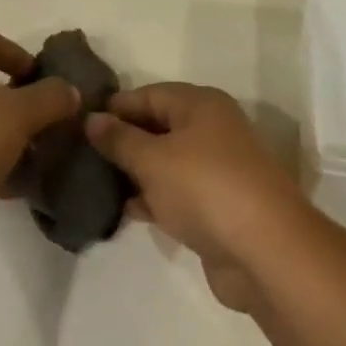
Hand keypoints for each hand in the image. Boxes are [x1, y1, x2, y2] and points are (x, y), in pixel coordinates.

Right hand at [85, 84, 308, 310]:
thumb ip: (119, 138)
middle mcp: (212, 129)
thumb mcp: (153, 159)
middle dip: (123, 140)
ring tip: (94, 183)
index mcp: (201, 105)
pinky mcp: (218, 205)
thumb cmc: (205, 188)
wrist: (266, 251)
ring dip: (135, 172)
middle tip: (81, 155)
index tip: (79, 123)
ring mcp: (217, 169)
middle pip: (158, 126)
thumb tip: (92, 118)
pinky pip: (177, 192)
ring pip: (166, 162)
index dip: (115, 107)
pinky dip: (153, 198)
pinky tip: (125, 210)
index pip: (149, 93)